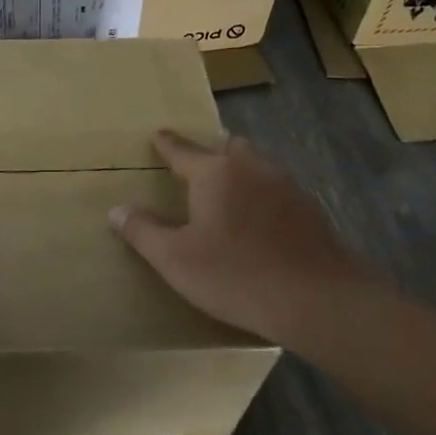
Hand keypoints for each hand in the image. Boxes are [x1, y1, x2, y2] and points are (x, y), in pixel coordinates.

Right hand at [110, 130, 382, 352]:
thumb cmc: (236, 275)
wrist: (317, 300)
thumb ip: (143, 231)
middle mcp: (252, 168)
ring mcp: (287, 186)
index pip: (182, 150)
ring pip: (257, 166)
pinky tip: (261, 221)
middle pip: (228, 148)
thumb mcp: (175, 259)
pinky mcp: (311, 210)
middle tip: (197, 166)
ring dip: (240, 172)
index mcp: (215, 173)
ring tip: (228, 192)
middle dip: (211, 152)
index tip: (158, 134)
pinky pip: (278, 190)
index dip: (167, 143)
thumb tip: (118, 210)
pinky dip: (263, 196)